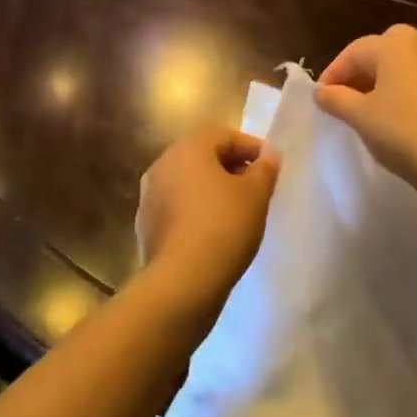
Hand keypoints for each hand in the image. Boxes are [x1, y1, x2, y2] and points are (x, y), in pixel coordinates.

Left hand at [136, 128, 280, 313]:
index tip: (270, 167)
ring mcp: (149, 196)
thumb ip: (265, 169)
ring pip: (187, 183)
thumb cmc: (224, 225)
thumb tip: (269, 155)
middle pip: (202, 156)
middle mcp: (163, 164)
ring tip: (236, 211)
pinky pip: (177, 208)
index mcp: (188, 148)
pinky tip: (213, 232)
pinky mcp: (146, 226)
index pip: (224, 135)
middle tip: (255, 186)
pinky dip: (195, 211)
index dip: (251, 147)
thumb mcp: (256, 194)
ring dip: (211, 189)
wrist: (183, 281)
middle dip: (230, 167)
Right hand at [314, 24, 416, 200]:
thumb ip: (335, 98)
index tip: (320, 97)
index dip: (333, 74)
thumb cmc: (402, 131)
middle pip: (381, 52)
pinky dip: (408, 89)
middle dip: (360, 73)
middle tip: (344, 98)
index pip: (354, 53)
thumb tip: (321, 92)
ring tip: (370, 107)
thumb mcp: (360, 116)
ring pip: (405, 64)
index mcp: (396, 43)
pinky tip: (401, 113)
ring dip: (385, 80)